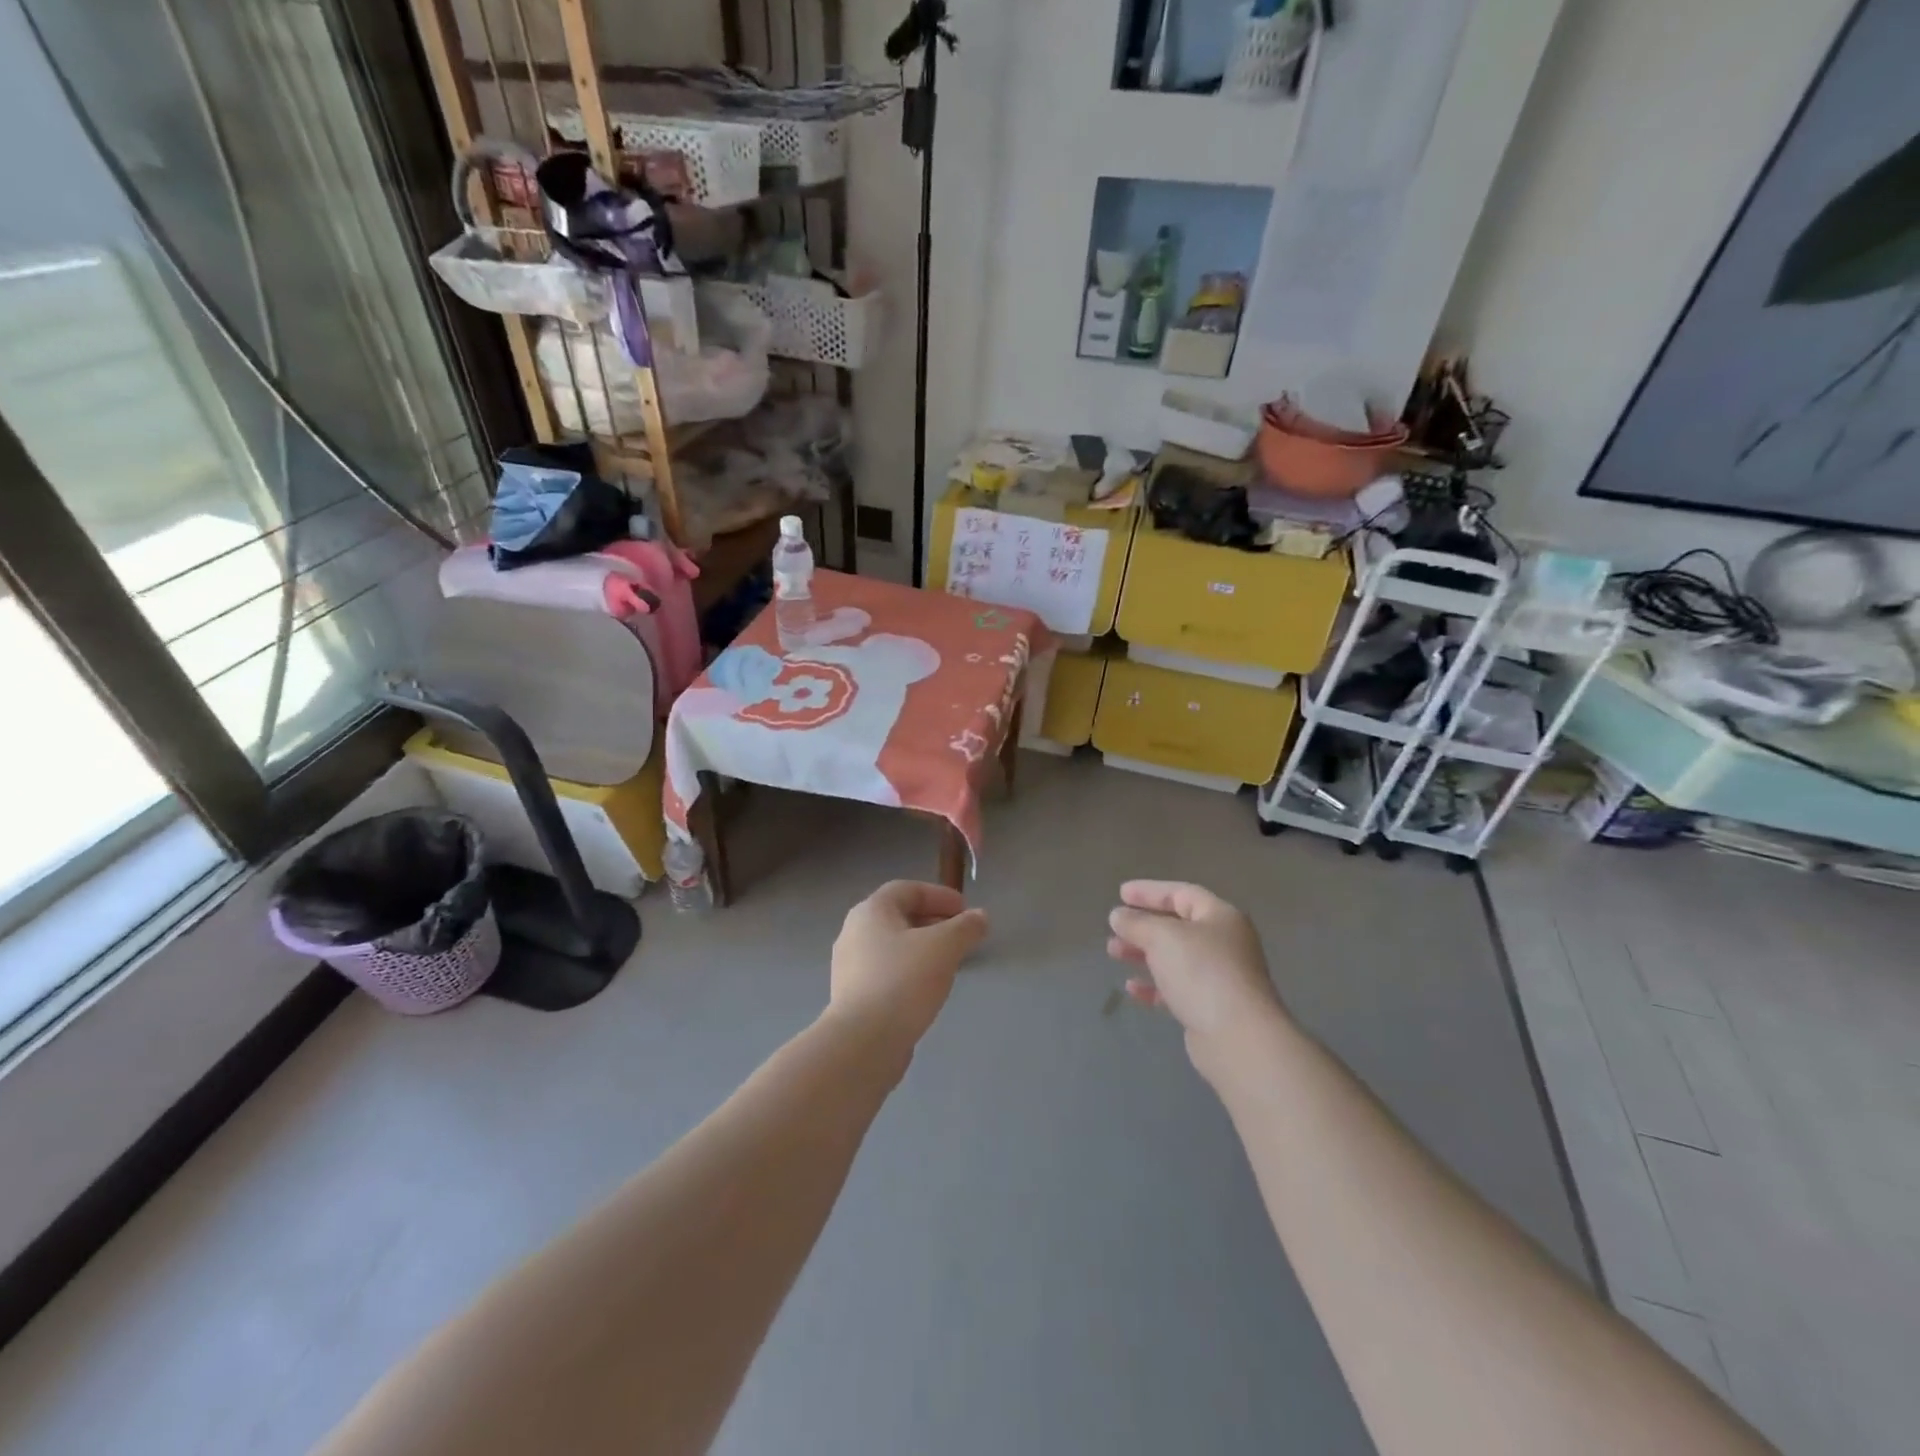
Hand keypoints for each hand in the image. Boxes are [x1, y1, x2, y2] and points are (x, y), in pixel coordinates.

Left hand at [829, 881, 988, 1051]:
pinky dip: (910, 971)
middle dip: (933, 922)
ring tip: (949, 963)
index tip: (965, 910)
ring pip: (893, 946)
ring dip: (922, 948)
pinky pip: (886, 972)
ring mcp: (850, 966)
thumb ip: (965, 928)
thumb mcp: (943, 947)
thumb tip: (980, 917)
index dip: (939, 895)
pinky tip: (928, 989)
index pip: (907, 889)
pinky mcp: (853, 996)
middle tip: (961, 935)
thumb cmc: (903, 981)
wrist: (863, 1042)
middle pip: (898, 916)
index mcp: (870, 911)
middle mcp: (854, 932)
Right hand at [1107, 881, 1287, 1068]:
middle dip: (1143, 926)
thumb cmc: (1202, 972)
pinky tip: (1132, 989)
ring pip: (1175, 958)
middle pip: (1177, 926)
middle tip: (1114, 929)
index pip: (1182, 893)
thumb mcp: (1162, 937)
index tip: (1121, 894)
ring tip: (1114, 953)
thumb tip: (1118, 916)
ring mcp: (1220, 977)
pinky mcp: (1212, 1007)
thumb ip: (1137, 923)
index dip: (1150, 891)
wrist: (1238, 1038)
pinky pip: (1177, 988)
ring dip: (1143, 953)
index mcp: (1220, 917)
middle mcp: (1224, 943)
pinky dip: (1154, 985)